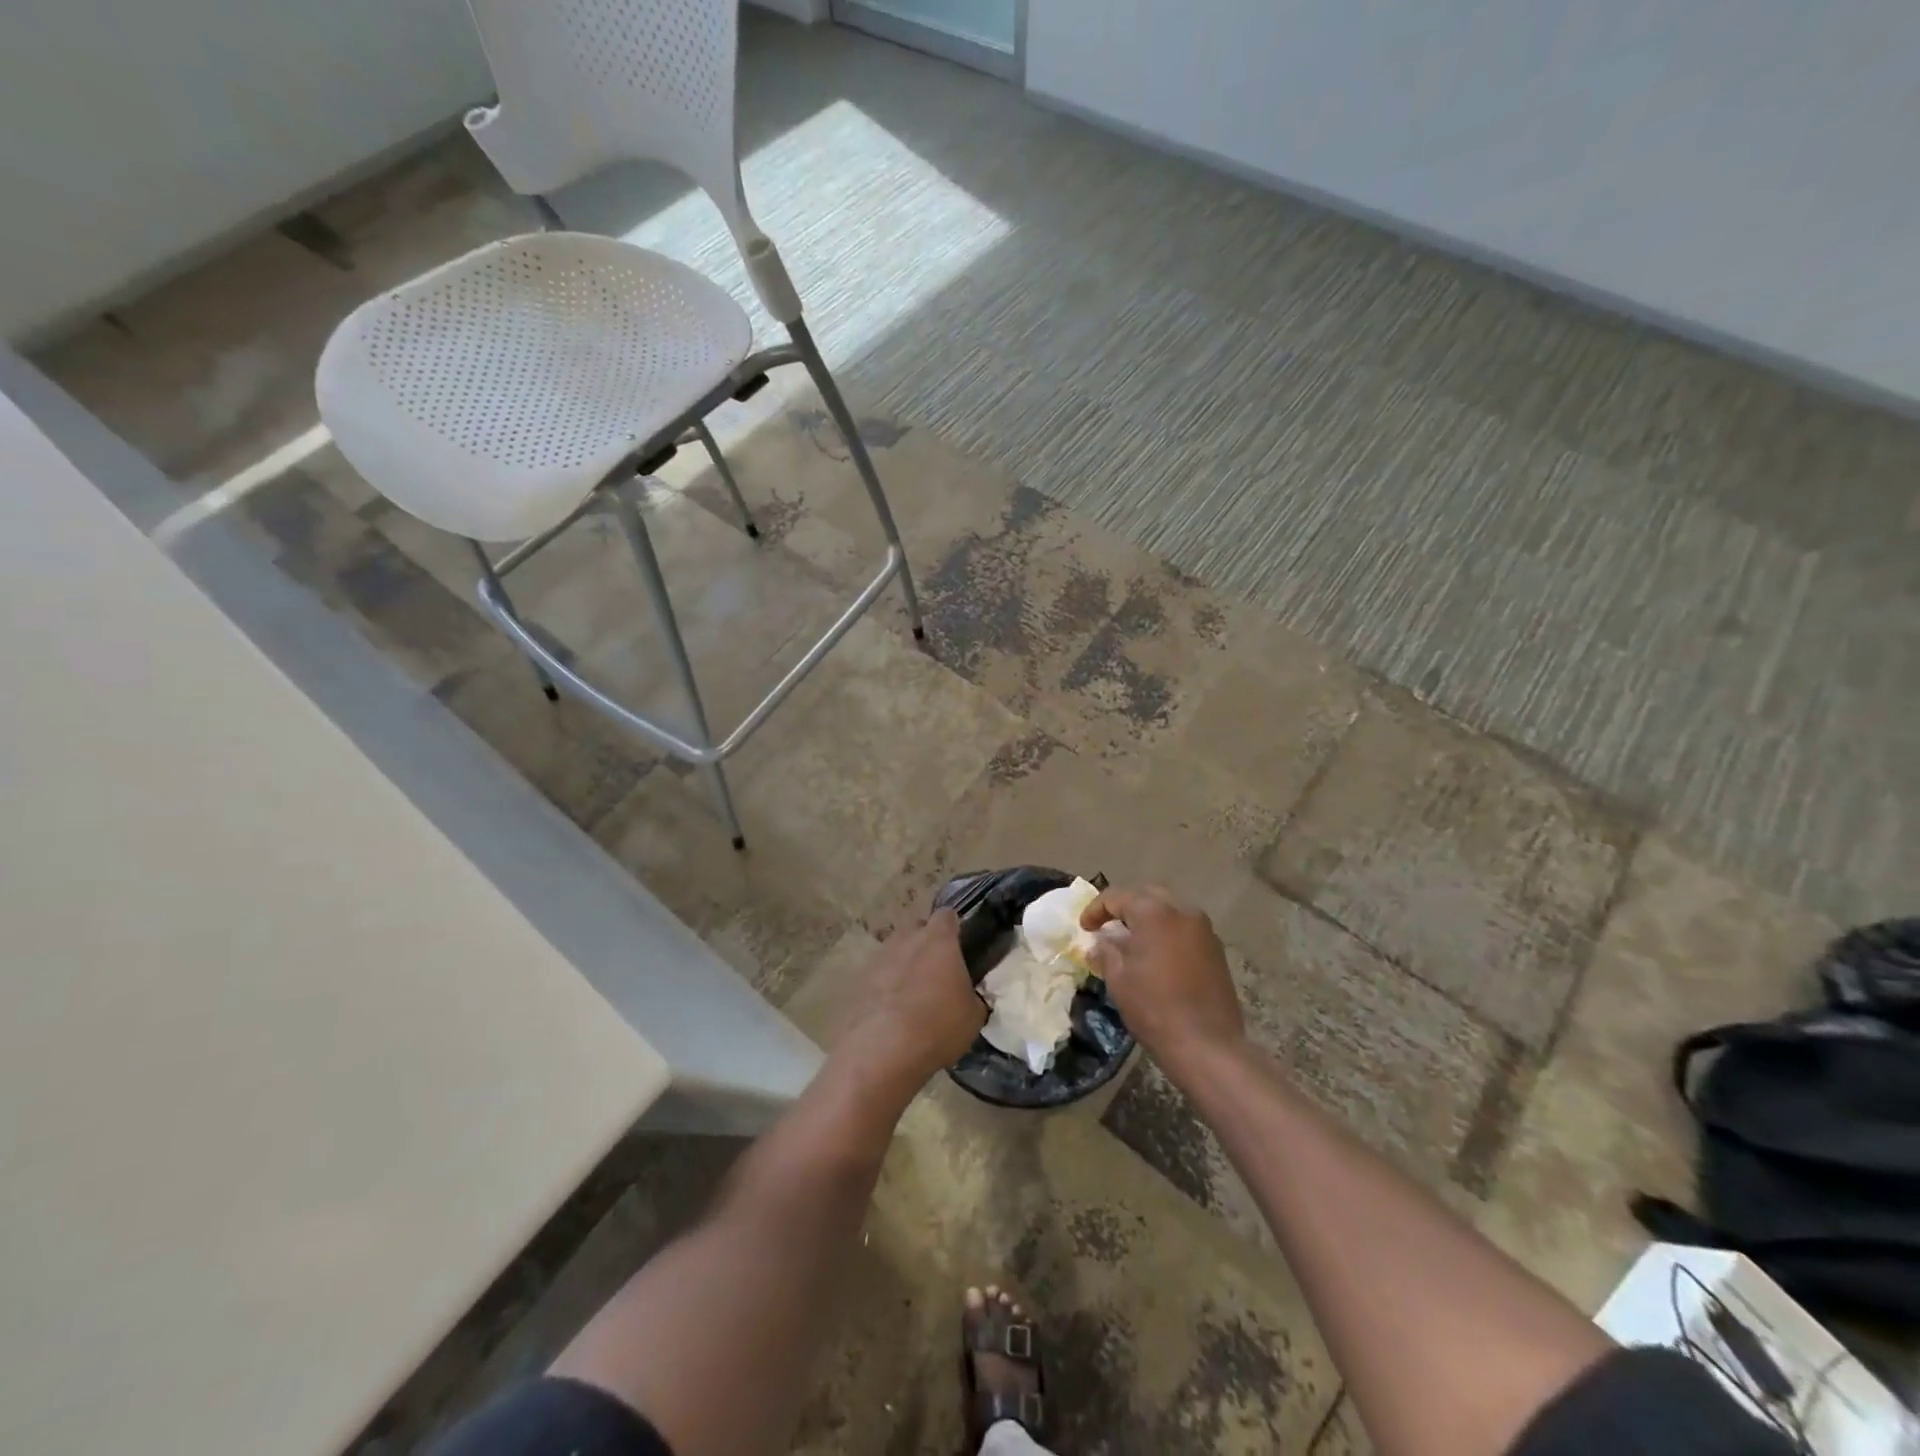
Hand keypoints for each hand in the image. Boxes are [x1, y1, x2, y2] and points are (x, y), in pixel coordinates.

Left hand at [836, 909, 984, 1091]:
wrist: (883, 1051)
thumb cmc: (938, 1026)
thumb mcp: (973, 1015)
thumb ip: (971, 994)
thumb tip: (967, 995)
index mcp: (938, 940)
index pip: (947, 916)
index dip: (953, 928)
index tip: (959, 945)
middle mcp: (906, 939)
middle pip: (917, 929)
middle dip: (926, 944)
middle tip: (937, 971)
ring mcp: (878, 958)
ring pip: (895, 951)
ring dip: (903, 965)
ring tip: (912, 995)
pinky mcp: (857, 981)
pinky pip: (877, 976)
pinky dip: (884, 987)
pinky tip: (891, 1013)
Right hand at [1081, 885, 1244, 1073]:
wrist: (1207, 1046)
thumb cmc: (1155, 1008)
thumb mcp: (1118, 979)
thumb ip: (1106, 952)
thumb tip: (1100, 943)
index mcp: (1155, 913)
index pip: (1118, 897)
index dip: (1096, 909)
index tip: (1084, 928)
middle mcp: (1183, 911)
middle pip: (1148, 896)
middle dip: (1125, 907)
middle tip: (1108, 925)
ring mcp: (1204, 930)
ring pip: (1170, 911)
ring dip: (1148, 919)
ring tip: (1132, 940)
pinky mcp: (1216, 950)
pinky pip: (1185, 929)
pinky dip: (1167, 933)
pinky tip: (1157, 956)